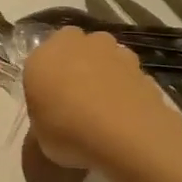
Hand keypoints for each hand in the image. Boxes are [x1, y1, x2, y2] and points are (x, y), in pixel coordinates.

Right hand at [21, 27, 169, 169]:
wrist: (126, 136)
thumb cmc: (69, 132)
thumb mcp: (39, 134)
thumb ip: (43, 115)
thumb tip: (52, 114)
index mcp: (43, 56)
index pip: (39, 61)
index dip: (45, 79)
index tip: (48, 101)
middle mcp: (77, 45)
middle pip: (74, 48)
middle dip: (75, 65)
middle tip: (75, 98)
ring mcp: (113, 52)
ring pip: (104, 56)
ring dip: (102, 72)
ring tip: (104, 107)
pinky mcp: (142, 67)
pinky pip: (127, 75)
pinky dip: (125, 88)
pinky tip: (126, 114)